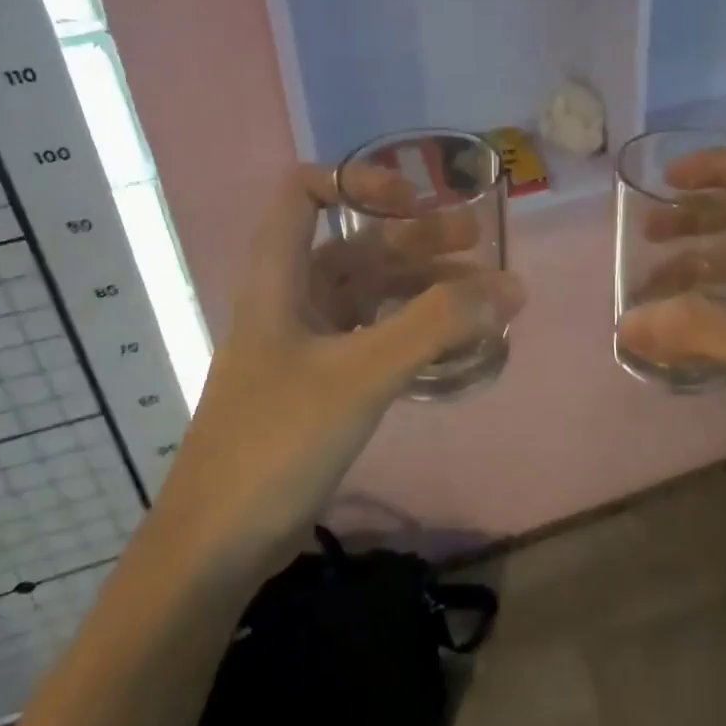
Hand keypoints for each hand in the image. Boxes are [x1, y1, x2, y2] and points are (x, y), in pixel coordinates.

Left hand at [150, 164, 525, 574]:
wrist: (216, 544)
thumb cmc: (276, 441)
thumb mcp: (360, 374)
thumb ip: (435, 325)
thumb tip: (509, 286)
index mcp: (278, 277)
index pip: (302, 193)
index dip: (356, 181)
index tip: (413, 200)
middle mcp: (290, 300)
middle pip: (354, 245)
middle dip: (416, 238)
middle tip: (478, 241)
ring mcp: (306, 344)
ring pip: (370, 294)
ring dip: (424, 287)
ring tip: (485, 296)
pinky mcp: (321, 384)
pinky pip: (375, 338)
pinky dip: (414, 332)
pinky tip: (456, 344)